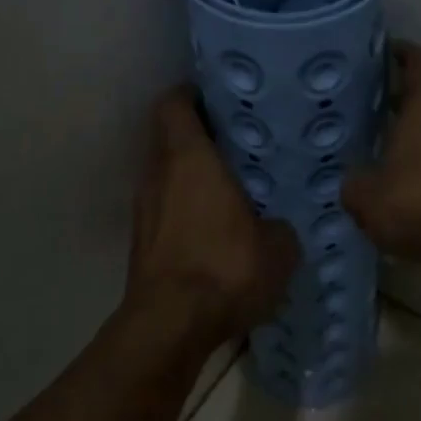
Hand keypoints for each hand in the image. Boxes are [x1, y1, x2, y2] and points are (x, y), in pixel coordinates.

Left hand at [125, 86, 300, 350]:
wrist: (170, 325)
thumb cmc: (225, 267)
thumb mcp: (278, 247)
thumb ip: (280, 225)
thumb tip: (277, 225)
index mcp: (189, 158)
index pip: (174, 104)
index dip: (192, 95)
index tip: (221, 98)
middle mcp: (158, 174)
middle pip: (169, 138)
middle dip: (198, 136)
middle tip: (238, 143)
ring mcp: (144, 209)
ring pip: (165, 175)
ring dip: (190, 176)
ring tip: (230, 187)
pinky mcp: (141, 242)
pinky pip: (164, 209)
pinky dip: (184, 209)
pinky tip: (213, 229)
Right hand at [343, 43, 420, 265]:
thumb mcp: (366, 197)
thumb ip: (354, 183)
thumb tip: (354, 181)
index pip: (420, 62)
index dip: (402, 53)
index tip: (384, 52)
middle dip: (401, 107)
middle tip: (369, 117)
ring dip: (418, 145)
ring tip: (386, 163)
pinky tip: (411, 198)